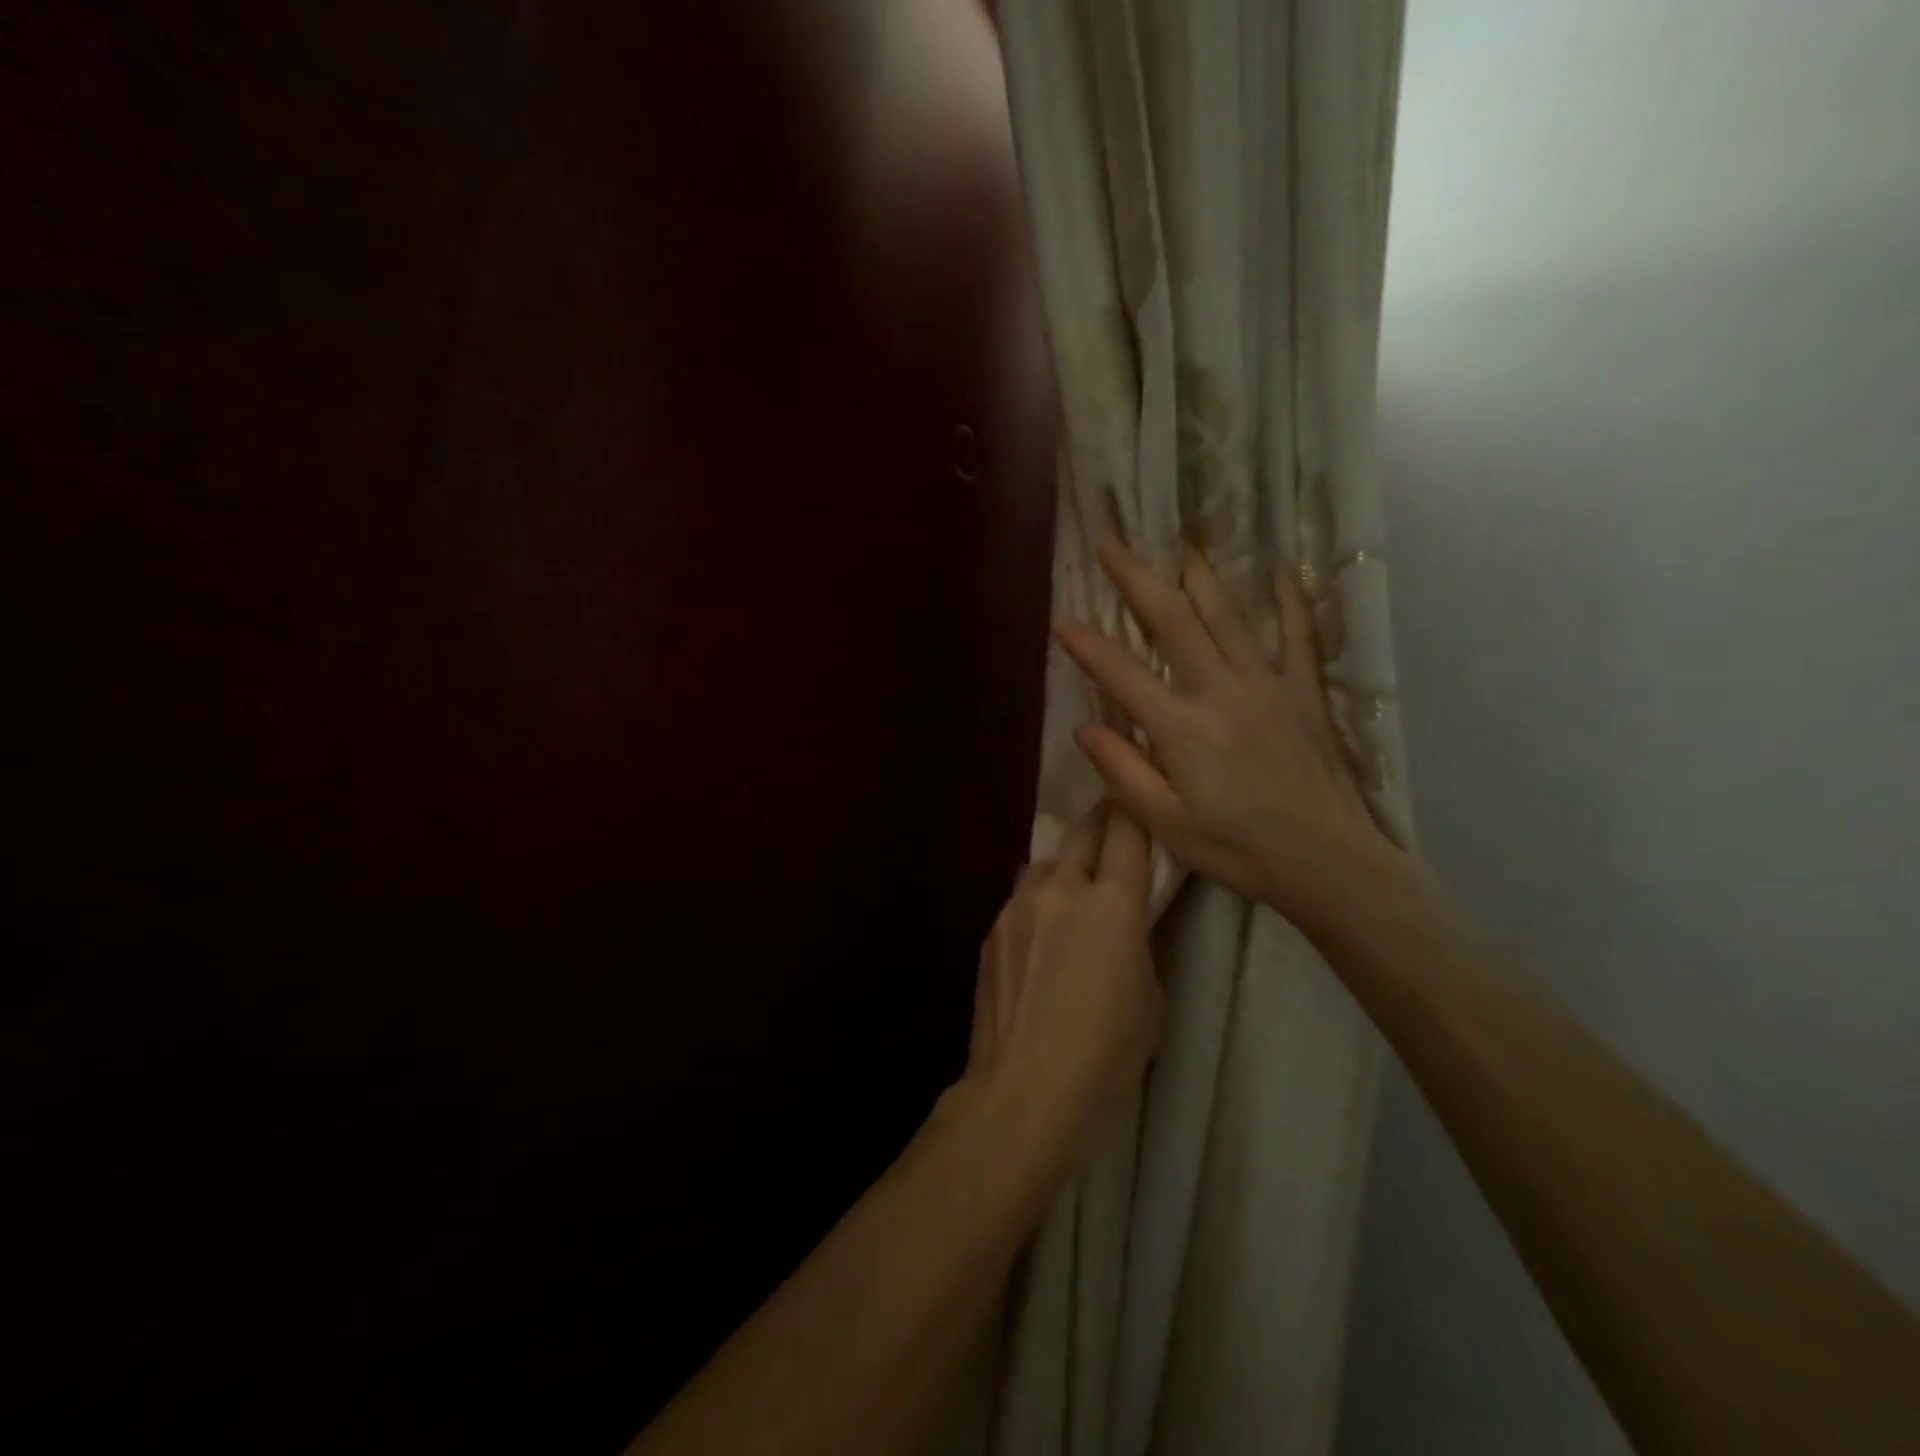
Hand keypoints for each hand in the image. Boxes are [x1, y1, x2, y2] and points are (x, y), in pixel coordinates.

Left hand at [965, 799, 1161, 1149]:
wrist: (1024, 1084)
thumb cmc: (1105, 1050)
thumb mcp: (1151, 996)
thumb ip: (1140, 941)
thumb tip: (1126, 923)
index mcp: (1112, 902)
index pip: (1126, 830)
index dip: (1135, 811)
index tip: (1140, 804)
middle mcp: (1061, 887)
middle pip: (1084, 830)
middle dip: (1102, 822)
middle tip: (1114, 830)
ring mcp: (1018, 904)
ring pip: (1046, 863)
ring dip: (1064, 867)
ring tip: (1071, 894)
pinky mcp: (991, 927)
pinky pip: (1020, 899)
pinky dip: (1037, 904)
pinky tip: (1039, 939)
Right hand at [1054, 538, 1406, 928]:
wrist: (1329, 863)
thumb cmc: (1239, 850)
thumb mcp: (1166, 824)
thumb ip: (1123, 771)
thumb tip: (1084, 728)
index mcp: (1181, 728)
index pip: (1121, 674)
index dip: (1087, 645)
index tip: (1061, 619)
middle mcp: (1221, 691)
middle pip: (1174, 622)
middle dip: (1138, 580)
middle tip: (1113, 544)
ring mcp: (1268, 686)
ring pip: (1229, 617)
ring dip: (1200, 578)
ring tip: (1180, 547)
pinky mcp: (1304, 693)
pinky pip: (1299, 636)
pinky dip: (1292, 601)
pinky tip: (1283, 572)